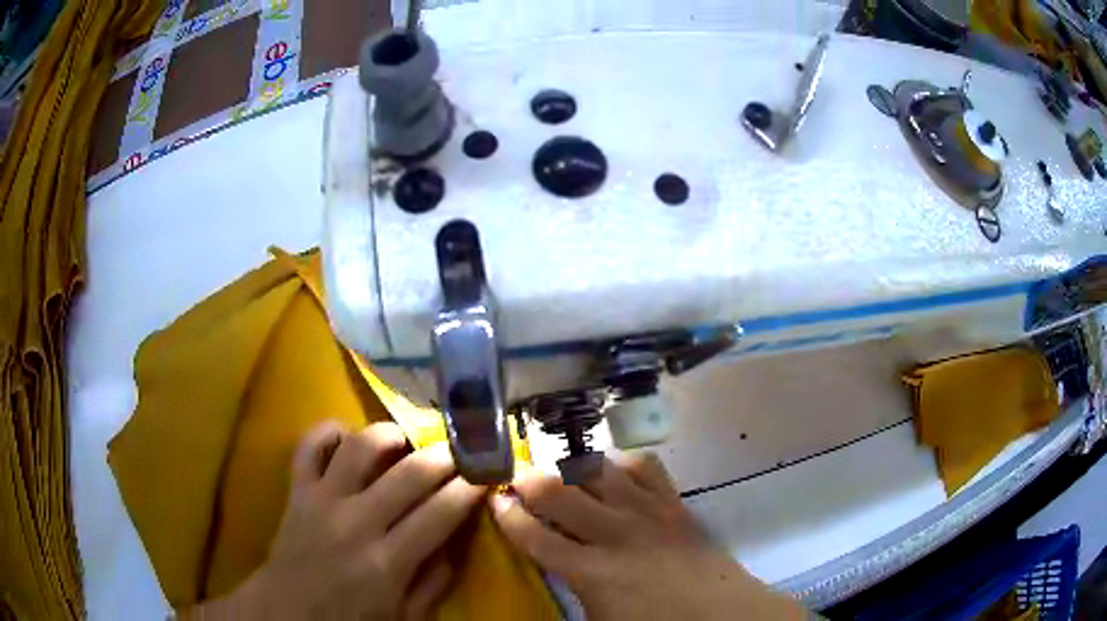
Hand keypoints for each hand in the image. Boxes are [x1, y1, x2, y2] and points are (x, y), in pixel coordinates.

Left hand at [187, 421, 484, 619]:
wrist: (288, 610)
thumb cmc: (350, 618)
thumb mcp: (405, 616)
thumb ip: (434, 582)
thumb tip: (454, 543)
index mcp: (387, 561)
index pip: (439, 513)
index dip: (468, 489)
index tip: (485, 474)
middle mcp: (356, 522)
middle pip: (409, 474)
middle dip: (443, 456)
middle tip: (459, 450)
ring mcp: (323, 499)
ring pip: (360, 448)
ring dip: (390, 435)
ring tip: (406, 440)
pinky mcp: (298, 489)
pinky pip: (309, 445)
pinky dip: (329, 431)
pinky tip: (348, 437)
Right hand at [490, 455, 807, 620]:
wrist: (722, 615)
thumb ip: (567, 593)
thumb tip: (544, 574)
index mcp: (590, 571)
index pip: (532, 534)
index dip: (506, 514)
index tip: (493, 500)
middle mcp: (613, 533)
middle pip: (557, 490)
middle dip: (527, 479)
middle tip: (515, 480)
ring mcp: (647, 512)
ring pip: (597, 469)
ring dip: (570, 467)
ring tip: (559, 474)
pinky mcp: (674, 503)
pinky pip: (643, 466)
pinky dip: (621, 463)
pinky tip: (612, 474)